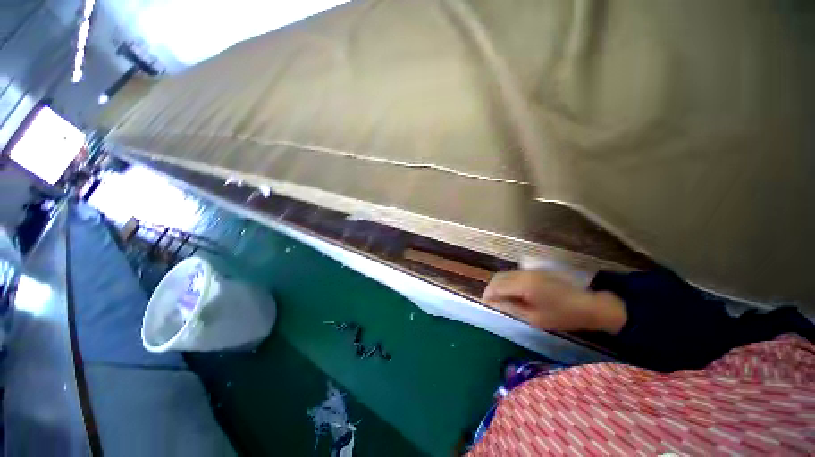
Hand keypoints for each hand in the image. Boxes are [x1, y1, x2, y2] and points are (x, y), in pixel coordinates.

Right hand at [482, 270, 626, 333]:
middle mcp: (524, 274)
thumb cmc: (562, 316)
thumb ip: (511, 308)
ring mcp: (530, 271)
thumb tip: (493, 304)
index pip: (497, 286)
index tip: (484, 304)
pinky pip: (514, 274)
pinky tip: (511, 292)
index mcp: (524, 285)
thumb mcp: (534, 318)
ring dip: (498, 284)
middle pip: (498, 277)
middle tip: (490, 301)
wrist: (588, 305)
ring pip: (505, 274)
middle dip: (490, 288)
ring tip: (499, 298)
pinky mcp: (535, 271)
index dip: (488, 294)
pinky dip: (507, 282)